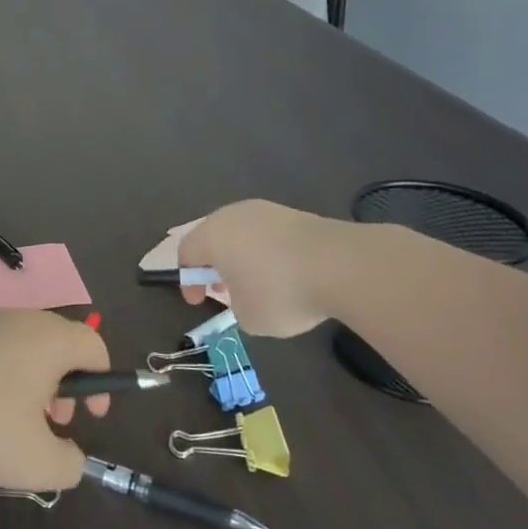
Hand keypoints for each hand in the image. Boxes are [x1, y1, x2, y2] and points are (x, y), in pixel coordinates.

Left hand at [0, 311, 109, 490]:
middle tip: (50, 422)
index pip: (94, 345)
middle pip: (57, 345)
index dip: (104, 382)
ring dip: (27, 383)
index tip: (91, 418)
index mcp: (50, 339)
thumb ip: (69, 464)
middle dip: (63, 386)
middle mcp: (19, 319)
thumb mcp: (38, 463)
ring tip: (7, 423)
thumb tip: (70, 456)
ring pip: (19, 348)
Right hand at [177, 199, 349, 338]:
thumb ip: (236, 305)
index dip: (188, 281)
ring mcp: (266, 211)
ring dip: (241, 257)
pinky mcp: (295, 214)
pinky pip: (268, 235)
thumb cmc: (281, 292)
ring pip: (241, 234)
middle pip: (211, 238)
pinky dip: (267, 253)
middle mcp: (233, 215)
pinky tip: (283, 274)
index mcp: (211, 236)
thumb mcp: (249, 317)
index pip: (185, 254)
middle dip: (213, 265)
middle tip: (223, 290)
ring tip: (255, 283)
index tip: (199, 302)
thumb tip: (246, 295)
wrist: (342, 265)